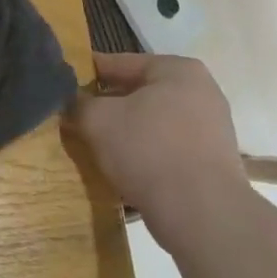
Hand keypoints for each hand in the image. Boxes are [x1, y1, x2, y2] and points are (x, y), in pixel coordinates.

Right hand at [69, 52, 245, 247]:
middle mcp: (201, 92)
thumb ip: (78, 103)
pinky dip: (144, 154)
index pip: (120, 63)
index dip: (87, 73)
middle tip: (76, 117)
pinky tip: (122, 168)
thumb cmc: (149, 150)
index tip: (63, 84)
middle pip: (139, 93)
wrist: (202, 214)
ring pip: (152, 123)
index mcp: (177, 70)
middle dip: (107, 106)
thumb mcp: (98, 120)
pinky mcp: (212, 163)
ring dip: (125, 131)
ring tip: (95, 144)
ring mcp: (211, 129)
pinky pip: (167, 148)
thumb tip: (69, 101)